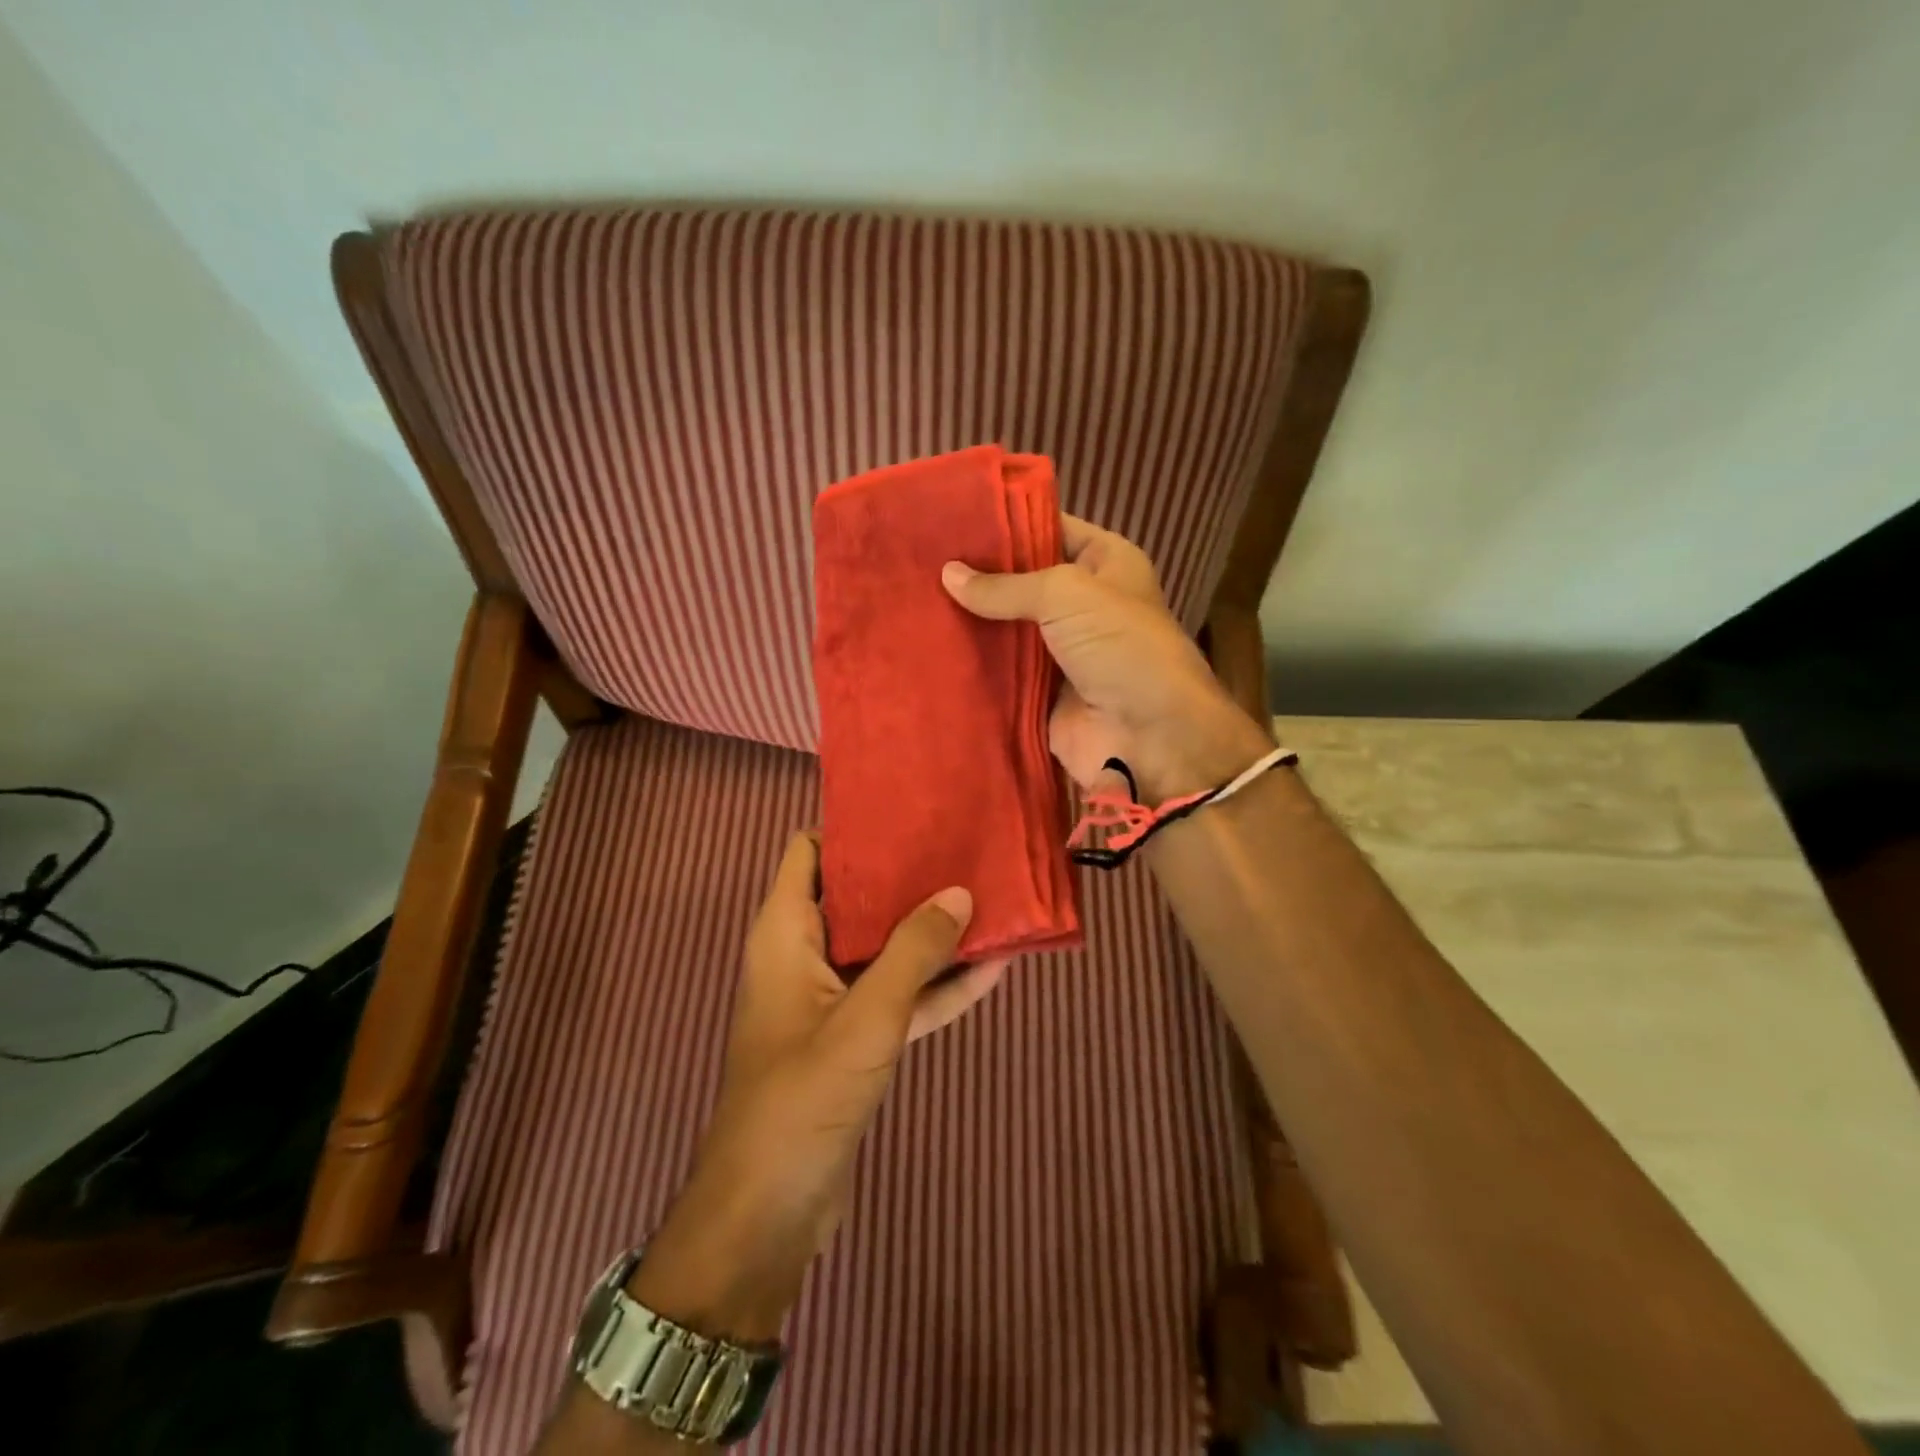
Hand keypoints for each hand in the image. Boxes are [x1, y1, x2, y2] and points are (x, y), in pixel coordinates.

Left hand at [629, 833, 1004, 1341]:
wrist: (769, 1212)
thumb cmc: (802, 1097)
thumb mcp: (866, 1018)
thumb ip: (914, 952)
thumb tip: (960, 891)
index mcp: (786, 932)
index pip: (808, 852)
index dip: (851, 827)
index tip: (908, 810)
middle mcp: (805, 954)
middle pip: (856, 894)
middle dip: (907, 874)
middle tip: (964, 844)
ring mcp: (832, 998)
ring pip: (885, 947)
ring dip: (931, 930)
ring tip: (990, 896)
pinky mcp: (855, 1038)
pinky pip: (900, 996)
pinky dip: (937, 984)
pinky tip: (994, 967)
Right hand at [942, 514, 1270, 799]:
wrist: (1147, 736)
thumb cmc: (1120, 645)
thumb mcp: (1066, 594)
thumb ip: (1005, 585)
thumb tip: (947, 574)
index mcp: (1105, 563)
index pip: (1049, 528)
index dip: (1006, 523)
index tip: (952, 518)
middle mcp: (1083, 603)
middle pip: (1022, 580)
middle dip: (979, 574)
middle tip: (920, 560)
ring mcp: (1060, 650)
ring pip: (1007, 627)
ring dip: (970, 620)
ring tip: (914, 599)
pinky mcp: (1040, 691)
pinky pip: (1001, 671)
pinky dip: (973, 664)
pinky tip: (929, 647)